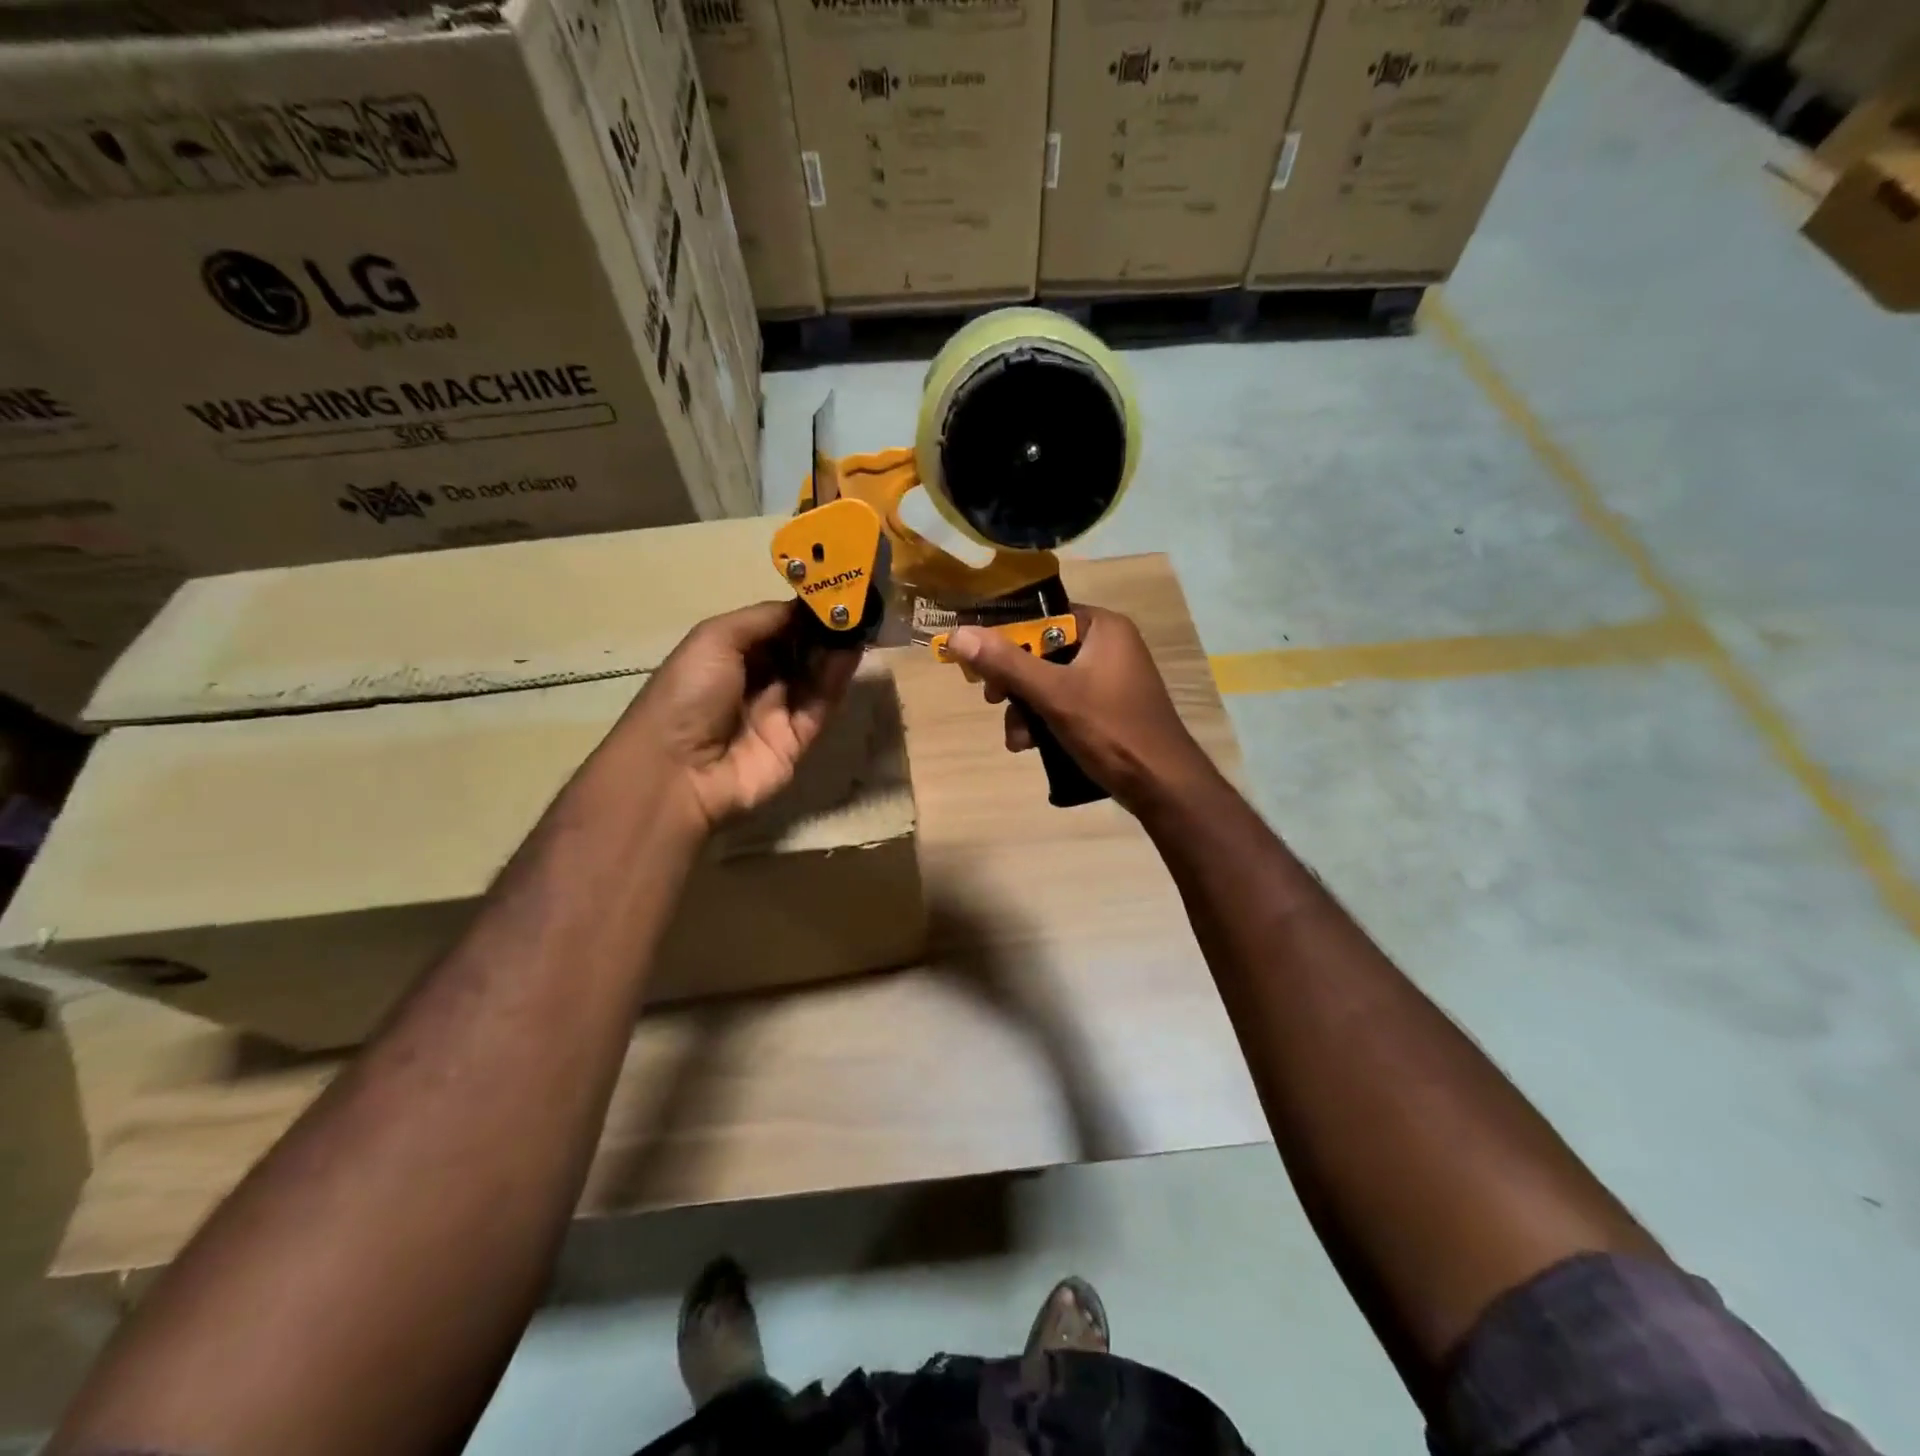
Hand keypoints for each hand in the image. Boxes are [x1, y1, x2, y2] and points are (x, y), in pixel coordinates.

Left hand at [625, 601, 860, 831]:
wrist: (678, 769)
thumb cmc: (688, 693)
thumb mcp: (715, 639)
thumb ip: (764, 619)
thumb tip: (806, 606)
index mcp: (728, 655)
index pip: (775, 628)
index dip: (801, 611)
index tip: (832, 591)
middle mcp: (755, 682)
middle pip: (798, 651)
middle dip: (824, 629)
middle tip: (855, 606)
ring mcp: (777, 712)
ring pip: (814, 677)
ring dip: (835, 650)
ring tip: (860, 623)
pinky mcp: (797, 740)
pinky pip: (821, 706)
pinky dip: (836, 680)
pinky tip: (851, 653)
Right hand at [945, 605, 1214, 813]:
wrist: (1162, 785)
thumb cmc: (1111, 730)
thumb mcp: (1054, 695)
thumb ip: (1006, 663)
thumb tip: (958, 634)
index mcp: (1103, 628)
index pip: (1041, 619)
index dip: (1006, 641)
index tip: (981, 668)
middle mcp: (1109, 645)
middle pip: (1042, 652)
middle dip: (1014, 683)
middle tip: (993, 701)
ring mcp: (1110, 679)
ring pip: (1049, 682)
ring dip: (1025, 709)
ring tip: (1017, 738)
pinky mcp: (1108, 708)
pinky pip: (1065, 703)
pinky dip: (1045, 720)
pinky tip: (1030, 746)